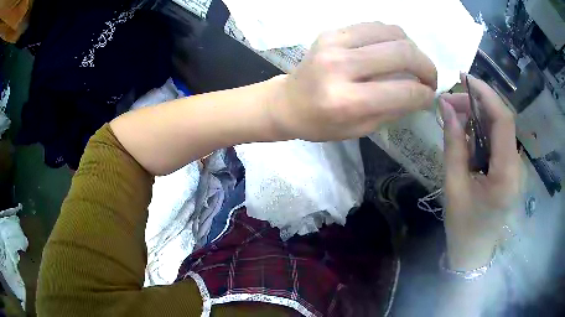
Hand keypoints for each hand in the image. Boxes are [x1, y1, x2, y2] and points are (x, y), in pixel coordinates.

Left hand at [268, 22, 437, 141]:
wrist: (287, 102)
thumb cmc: (322, 123)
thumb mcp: (360, 129)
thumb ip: (393, 109)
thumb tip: (421, 93)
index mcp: (346, 100)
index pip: (403, 91)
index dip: (425, 94)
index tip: (430, 96)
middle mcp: (340, 65)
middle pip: (402, 53)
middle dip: (427, 67)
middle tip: (429, 79)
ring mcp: (334, 42)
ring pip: (392, 32)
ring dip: (412, 48)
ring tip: (413, 63)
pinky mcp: (332, 31)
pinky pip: (375, 25)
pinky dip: (393, 37)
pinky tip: (393, 50)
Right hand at [440, 74, 522, 269]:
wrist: (474, 252)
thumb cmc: (462, 225)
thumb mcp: (453, 185)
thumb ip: (453, 144)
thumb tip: (446, 107)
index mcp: (505, 175)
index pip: (503, 120)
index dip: (486, 94)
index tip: (464, 79)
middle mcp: (516, 167)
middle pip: (502, 120)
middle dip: (478, 103)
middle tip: (450, 101)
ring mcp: (516, 168)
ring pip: (501, 128)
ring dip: (479, 115)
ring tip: (455, 114)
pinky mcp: (511, 169)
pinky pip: (499, 140)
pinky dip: (483, 129)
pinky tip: (468, 132)